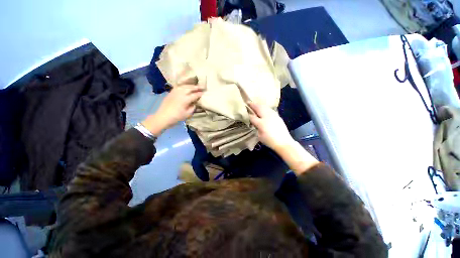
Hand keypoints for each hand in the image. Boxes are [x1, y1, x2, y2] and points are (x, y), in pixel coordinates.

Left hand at [142, 85, 203, 135]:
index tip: (205, 93)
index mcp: (185, 99)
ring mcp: (175, 91)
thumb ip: (193, 107)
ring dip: (191, 85)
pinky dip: (184, 85)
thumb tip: (195, 102)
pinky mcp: (171, 92)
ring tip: (196, 86)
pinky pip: (179, 86)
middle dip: (197, 87)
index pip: (195, 95)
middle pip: (190, 88)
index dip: (200, 94)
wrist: (163, 117)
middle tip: (203, 87)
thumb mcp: (188, 114)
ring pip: (184, 86)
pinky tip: (186, 87)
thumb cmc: (177, 117)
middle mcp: (180, 93)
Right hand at [248, 102, 318, 174]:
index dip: (247, 114)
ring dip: (259, 104)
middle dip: (253, 105)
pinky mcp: (277, 115)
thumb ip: (256, 127)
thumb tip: (254, 122)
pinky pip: (269, 109)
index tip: (244, 111)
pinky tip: (263, 108)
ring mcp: (273, 115)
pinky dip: (264, 107)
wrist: (284, 142)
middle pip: (258, 108)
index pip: (252, 117)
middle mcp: (267, 116)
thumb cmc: (270, 141)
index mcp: (261, 123)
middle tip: (248, 102)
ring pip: (264, 106)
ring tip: (255, 104)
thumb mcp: (259, 136)